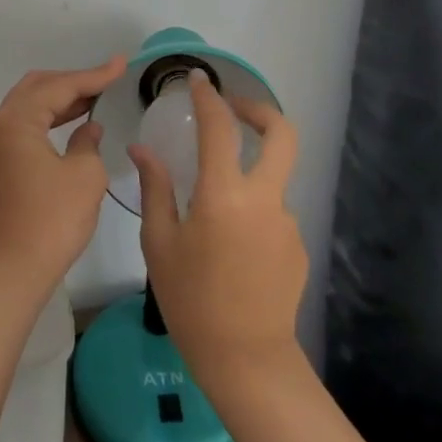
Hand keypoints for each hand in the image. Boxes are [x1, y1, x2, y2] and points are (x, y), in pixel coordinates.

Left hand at [0, 56, 127, 291]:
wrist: (14, 271)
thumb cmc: (52, 220)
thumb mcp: (85, 176)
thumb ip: (88, 142)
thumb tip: (88, 128)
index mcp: (17, 121)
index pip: (59, 87)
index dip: (93, 75)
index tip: (121, 64)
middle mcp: (0, 125)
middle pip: (38, 87)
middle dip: (73, 80)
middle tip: (106, 79)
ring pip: (30, 105)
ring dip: (61, 99)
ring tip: (96, 95)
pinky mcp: (0, 164)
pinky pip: (27, 125)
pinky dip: (50, 118)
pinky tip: (75, 122)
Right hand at [132, 69, 306, 387]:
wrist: (246, 361)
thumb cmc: (191, 300)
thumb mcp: (159, 243)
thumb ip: (155, 188)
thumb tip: (143, 150)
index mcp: (224, 194)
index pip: (219, 127)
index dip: (209, 97)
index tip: (198, 80)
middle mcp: (264, 199)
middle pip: (281, 134)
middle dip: (259, 111)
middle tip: (233, 110)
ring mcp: (287, 222)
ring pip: (273, 177)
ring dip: (249, 173)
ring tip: (214, 207)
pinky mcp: (297, 245)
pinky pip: (273, 212)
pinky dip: (253, 210)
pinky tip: (231, 244)